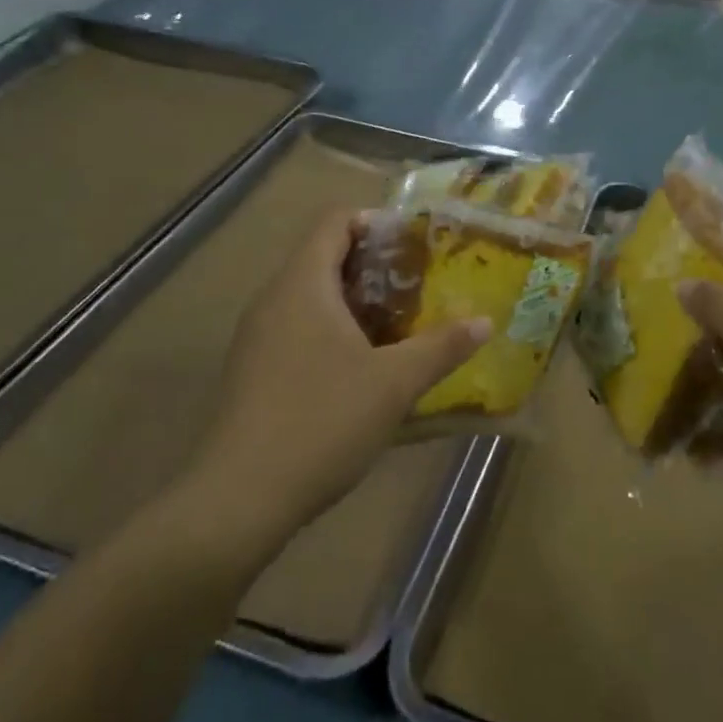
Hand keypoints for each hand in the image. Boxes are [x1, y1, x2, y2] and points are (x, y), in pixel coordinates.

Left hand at [171, 208, 489, 547]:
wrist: (237, 501)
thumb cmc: (321, 421)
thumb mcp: (394, 383)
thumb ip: (442, 347)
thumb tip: (484, 321)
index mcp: (302, 284)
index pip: (335, 221)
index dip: (377, 222)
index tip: (417, 245)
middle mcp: (274, 299)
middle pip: (325, 256)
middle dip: (376, 266)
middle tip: (421, 285)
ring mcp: (258, 337)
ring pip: (312, 297)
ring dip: (357, 302)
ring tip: (402, 323)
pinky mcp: (253, 372)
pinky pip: (299, 329)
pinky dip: (334, 331)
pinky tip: (364, 366)